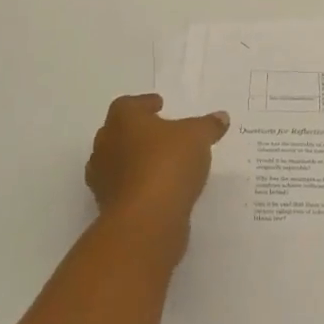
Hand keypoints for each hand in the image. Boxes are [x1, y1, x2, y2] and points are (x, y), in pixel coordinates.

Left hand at [85, 94, 229, 238]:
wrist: (146, 219)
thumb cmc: (167, 164)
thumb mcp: (197, 137)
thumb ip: (208, 125)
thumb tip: (220, 117)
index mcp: (122, 120)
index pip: (128, 104)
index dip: (144, 104)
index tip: (160, 105)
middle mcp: (106, 145)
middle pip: (119, 132)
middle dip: (138, 132)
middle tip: (162, 134)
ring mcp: (103, 178)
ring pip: (119, 162)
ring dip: (137, 160)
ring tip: (162, 163)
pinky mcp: (109, 206)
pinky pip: (125, 188)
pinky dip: (139, 185)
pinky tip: (160, 188)